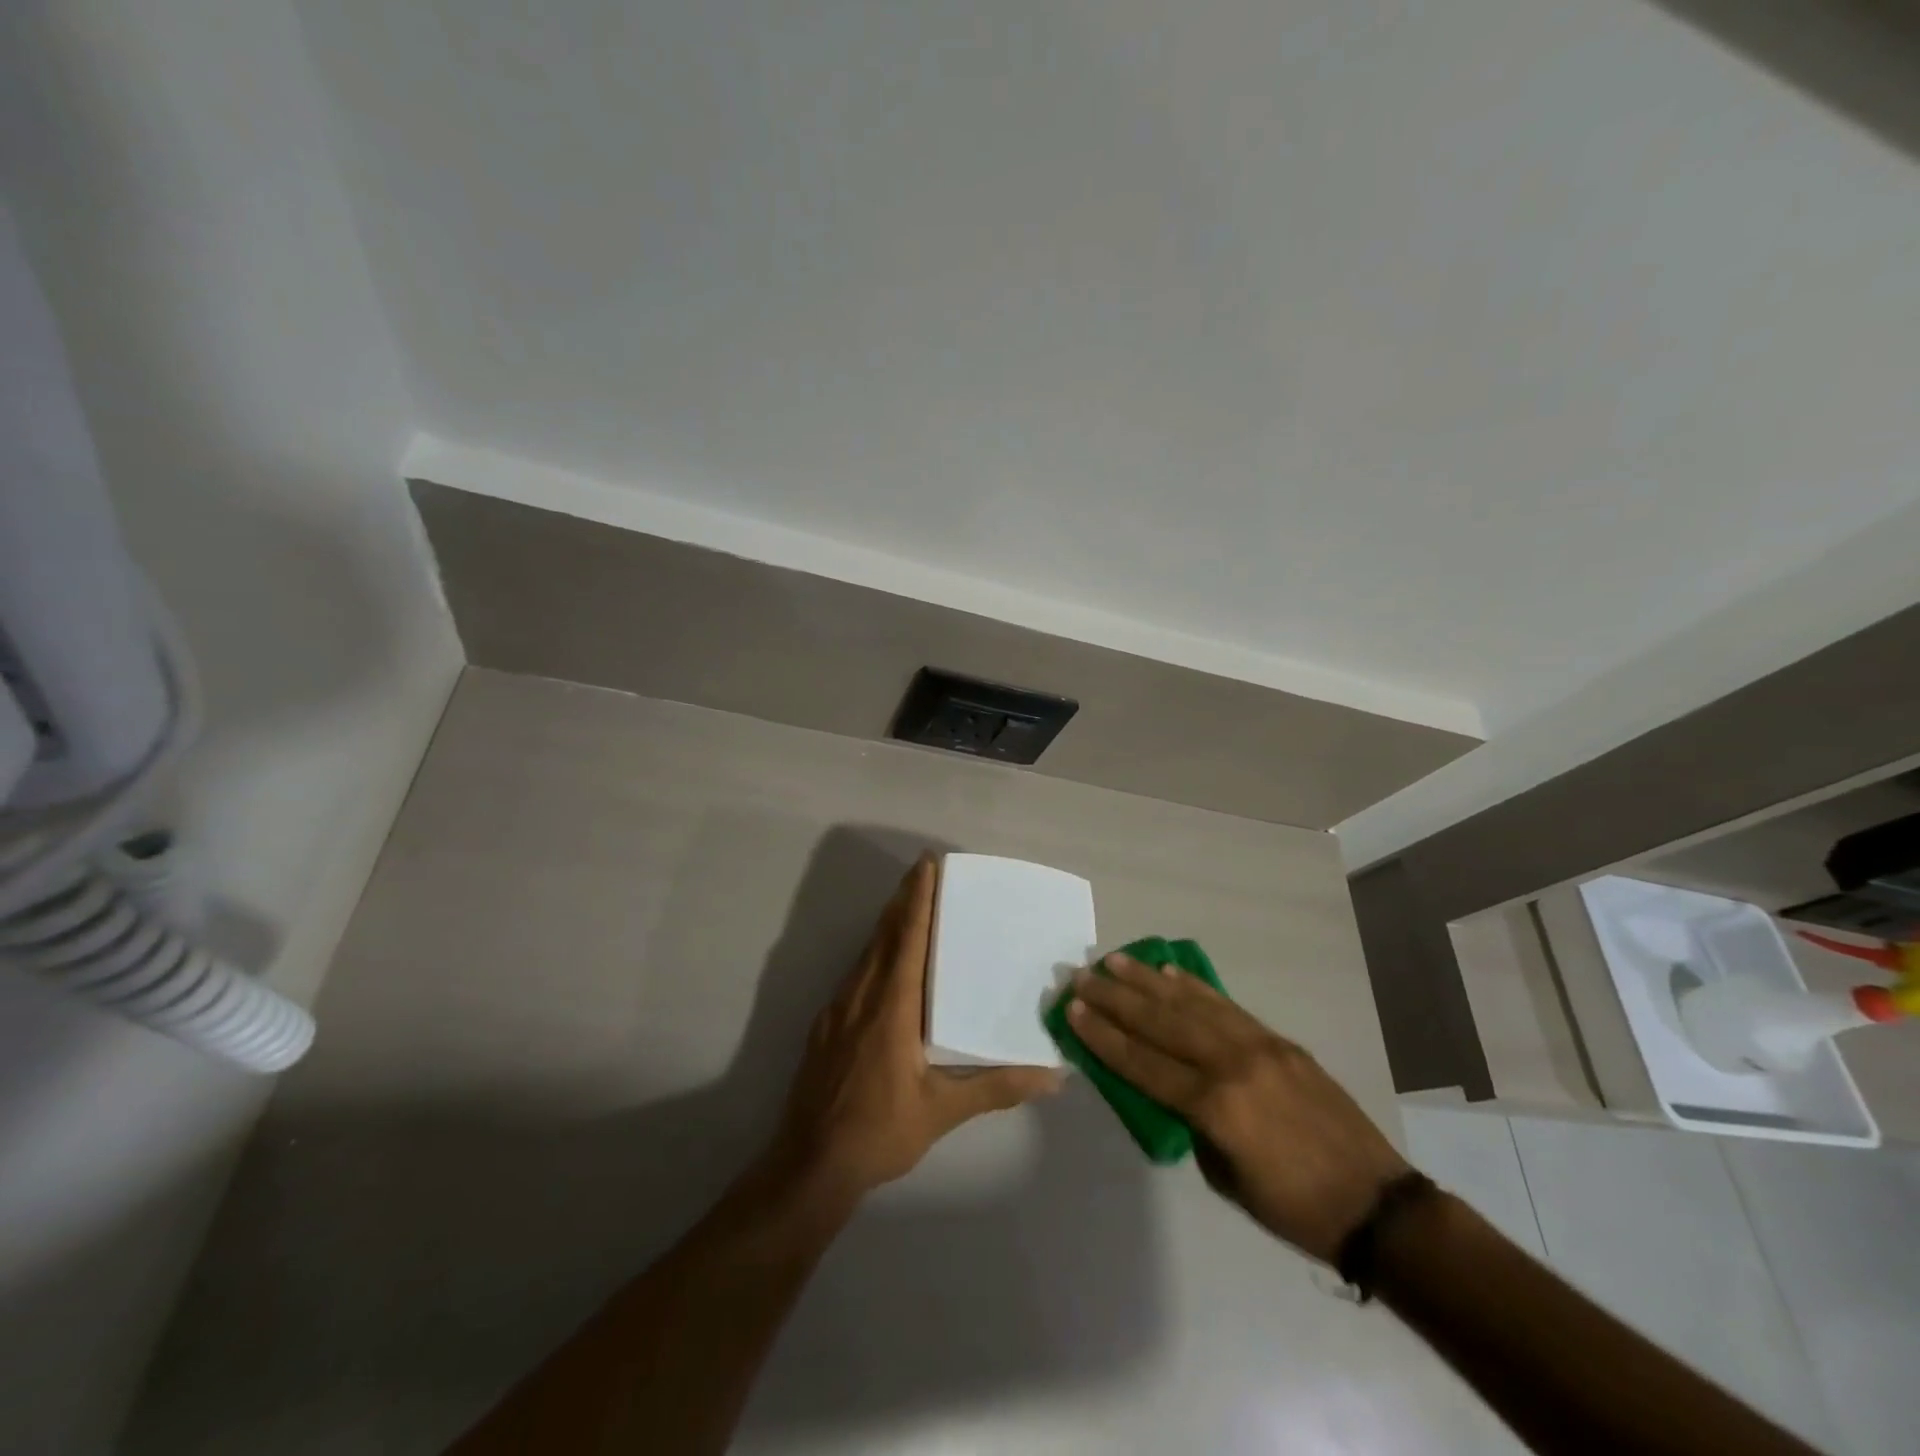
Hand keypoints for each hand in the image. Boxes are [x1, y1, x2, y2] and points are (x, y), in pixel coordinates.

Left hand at [769, 856, 1062, 1205]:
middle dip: (904, 899)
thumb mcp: (942, 1110)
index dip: (917, 898)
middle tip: (925, 871)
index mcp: (891, 1005)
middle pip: (884, 934)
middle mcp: (861, 995)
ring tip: (911, 906)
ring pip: (866, 951)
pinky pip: (856, 972)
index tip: (927, 865)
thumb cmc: (878, 1132)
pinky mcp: (826, 1024)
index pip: (907, 937)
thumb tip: (1052, 1077)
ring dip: (888, 923)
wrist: (809, 1164)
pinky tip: (886, 963)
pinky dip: (875, 952)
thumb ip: (996, 1088)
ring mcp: (838, 1008)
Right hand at [1068, 953, 1410, 1263]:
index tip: (1072, 1010)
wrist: (1376, 1204)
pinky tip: (1172, 973)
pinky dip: (1195, 987)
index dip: (1103, 1036)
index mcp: (1215, 1106)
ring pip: (1191, 1004)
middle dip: (1116, 998)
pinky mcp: (1279, 1040)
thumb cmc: (1294, 1207)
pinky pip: (1227, 1006)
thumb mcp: (1225, 1177)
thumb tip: (1169, 1086)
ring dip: (1149, 980)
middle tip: (1082, 975)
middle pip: (1161, 1023)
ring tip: (1117, 960)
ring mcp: (1258, 1045)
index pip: (1143, 1063)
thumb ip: (1191, 1124)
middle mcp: (1231, 1064)